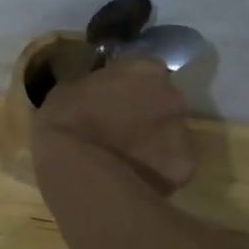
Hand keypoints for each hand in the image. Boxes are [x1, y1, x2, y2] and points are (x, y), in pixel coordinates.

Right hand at [32, 56, 196, 192]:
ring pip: (170, 135)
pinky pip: (169, 167)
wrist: (77, 168)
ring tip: (124, 159)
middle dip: (147, 113)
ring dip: (153, 143)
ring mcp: (182, 132)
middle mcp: (173, 95)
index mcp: (145, 69)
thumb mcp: (68, 88)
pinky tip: (132, 179)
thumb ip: (93, 82)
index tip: (112, 98)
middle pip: (164, 102)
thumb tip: (94, 86)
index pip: (145, 71)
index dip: (129, 86)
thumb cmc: (65, 120)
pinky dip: (155, 172)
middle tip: (120, 129)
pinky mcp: (183, 167)